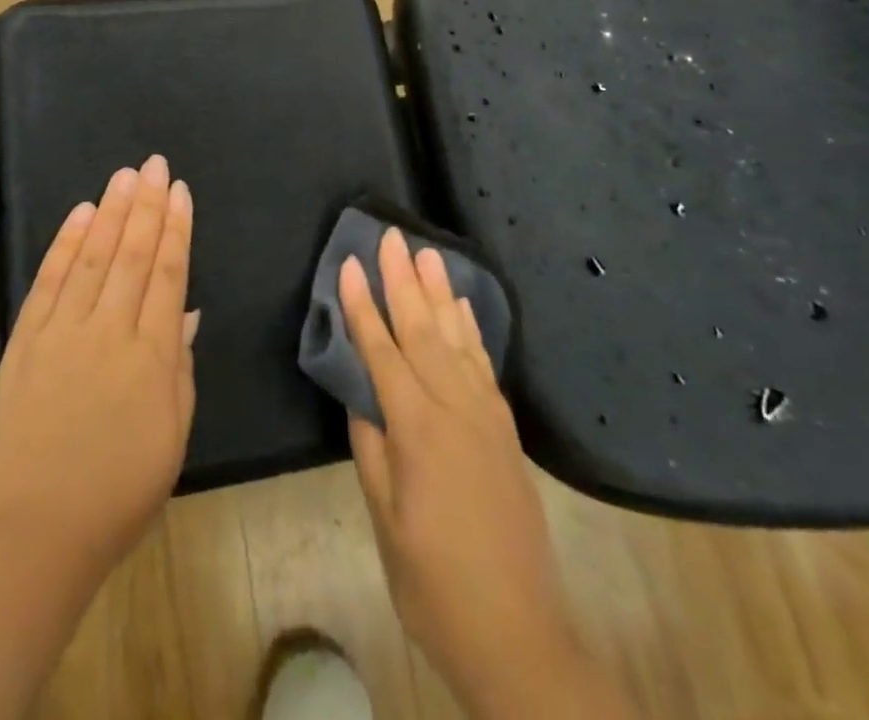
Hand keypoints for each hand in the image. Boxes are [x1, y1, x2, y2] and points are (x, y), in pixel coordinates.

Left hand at [0, 155, 198, 589]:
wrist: (36, 531)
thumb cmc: (119, 491)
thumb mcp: (172, 435)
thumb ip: (178, 367)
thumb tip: (183, 312)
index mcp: (151, 355)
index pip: (167, 274)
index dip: (175, 228)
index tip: (179, 191)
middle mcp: (108, 330)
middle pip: (131, 253)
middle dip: (146, 205)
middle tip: (154, 164)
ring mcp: (62, 331)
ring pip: (92, 256)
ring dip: (109, 211)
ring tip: (123, 176)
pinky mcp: (26, 341)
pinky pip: (48, 281)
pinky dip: (64, 244)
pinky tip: (79, 214)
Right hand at [342, 229, 626, 719]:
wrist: (517, 633)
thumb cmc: (433, 583)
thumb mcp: (385, 520)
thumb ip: (371, 448)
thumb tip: (361, 396)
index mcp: (416, 429)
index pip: (381, 351)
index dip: (363, 305)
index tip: (351, 263)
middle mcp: (454, 408)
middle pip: (422, 329)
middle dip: (403, 279)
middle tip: (392, 235)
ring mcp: (486, 415)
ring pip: (456, 338)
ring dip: (438, 292)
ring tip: (427, 253)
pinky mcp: (505, 429)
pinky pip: (483, 363)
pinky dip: (470, 329)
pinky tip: (462, 308)